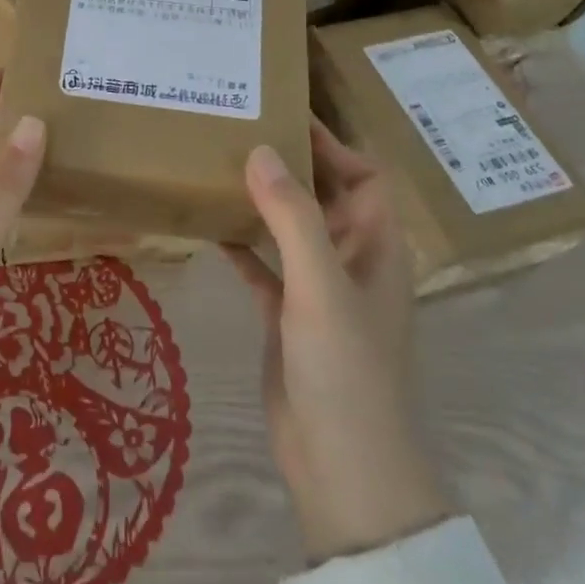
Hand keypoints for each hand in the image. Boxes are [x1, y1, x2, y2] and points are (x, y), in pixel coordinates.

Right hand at [226, 122, 452, 562]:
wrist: (342, 469)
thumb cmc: (346, 371)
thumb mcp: (320, 287)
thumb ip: (293, 217)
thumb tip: (262, 149)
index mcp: (377, 249)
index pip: (365, 177)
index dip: (333, 144)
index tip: (286, 114)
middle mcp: (351, 262)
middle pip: (324, 197)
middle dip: (290, 165)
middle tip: (239, 130)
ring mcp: (317, 291)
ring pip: (289, 229)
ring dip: (261, 201)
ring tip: (218, 166)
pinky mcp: (287, 316)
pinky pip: (262, 266)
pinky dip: (241, 244)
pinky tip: (207, 225)